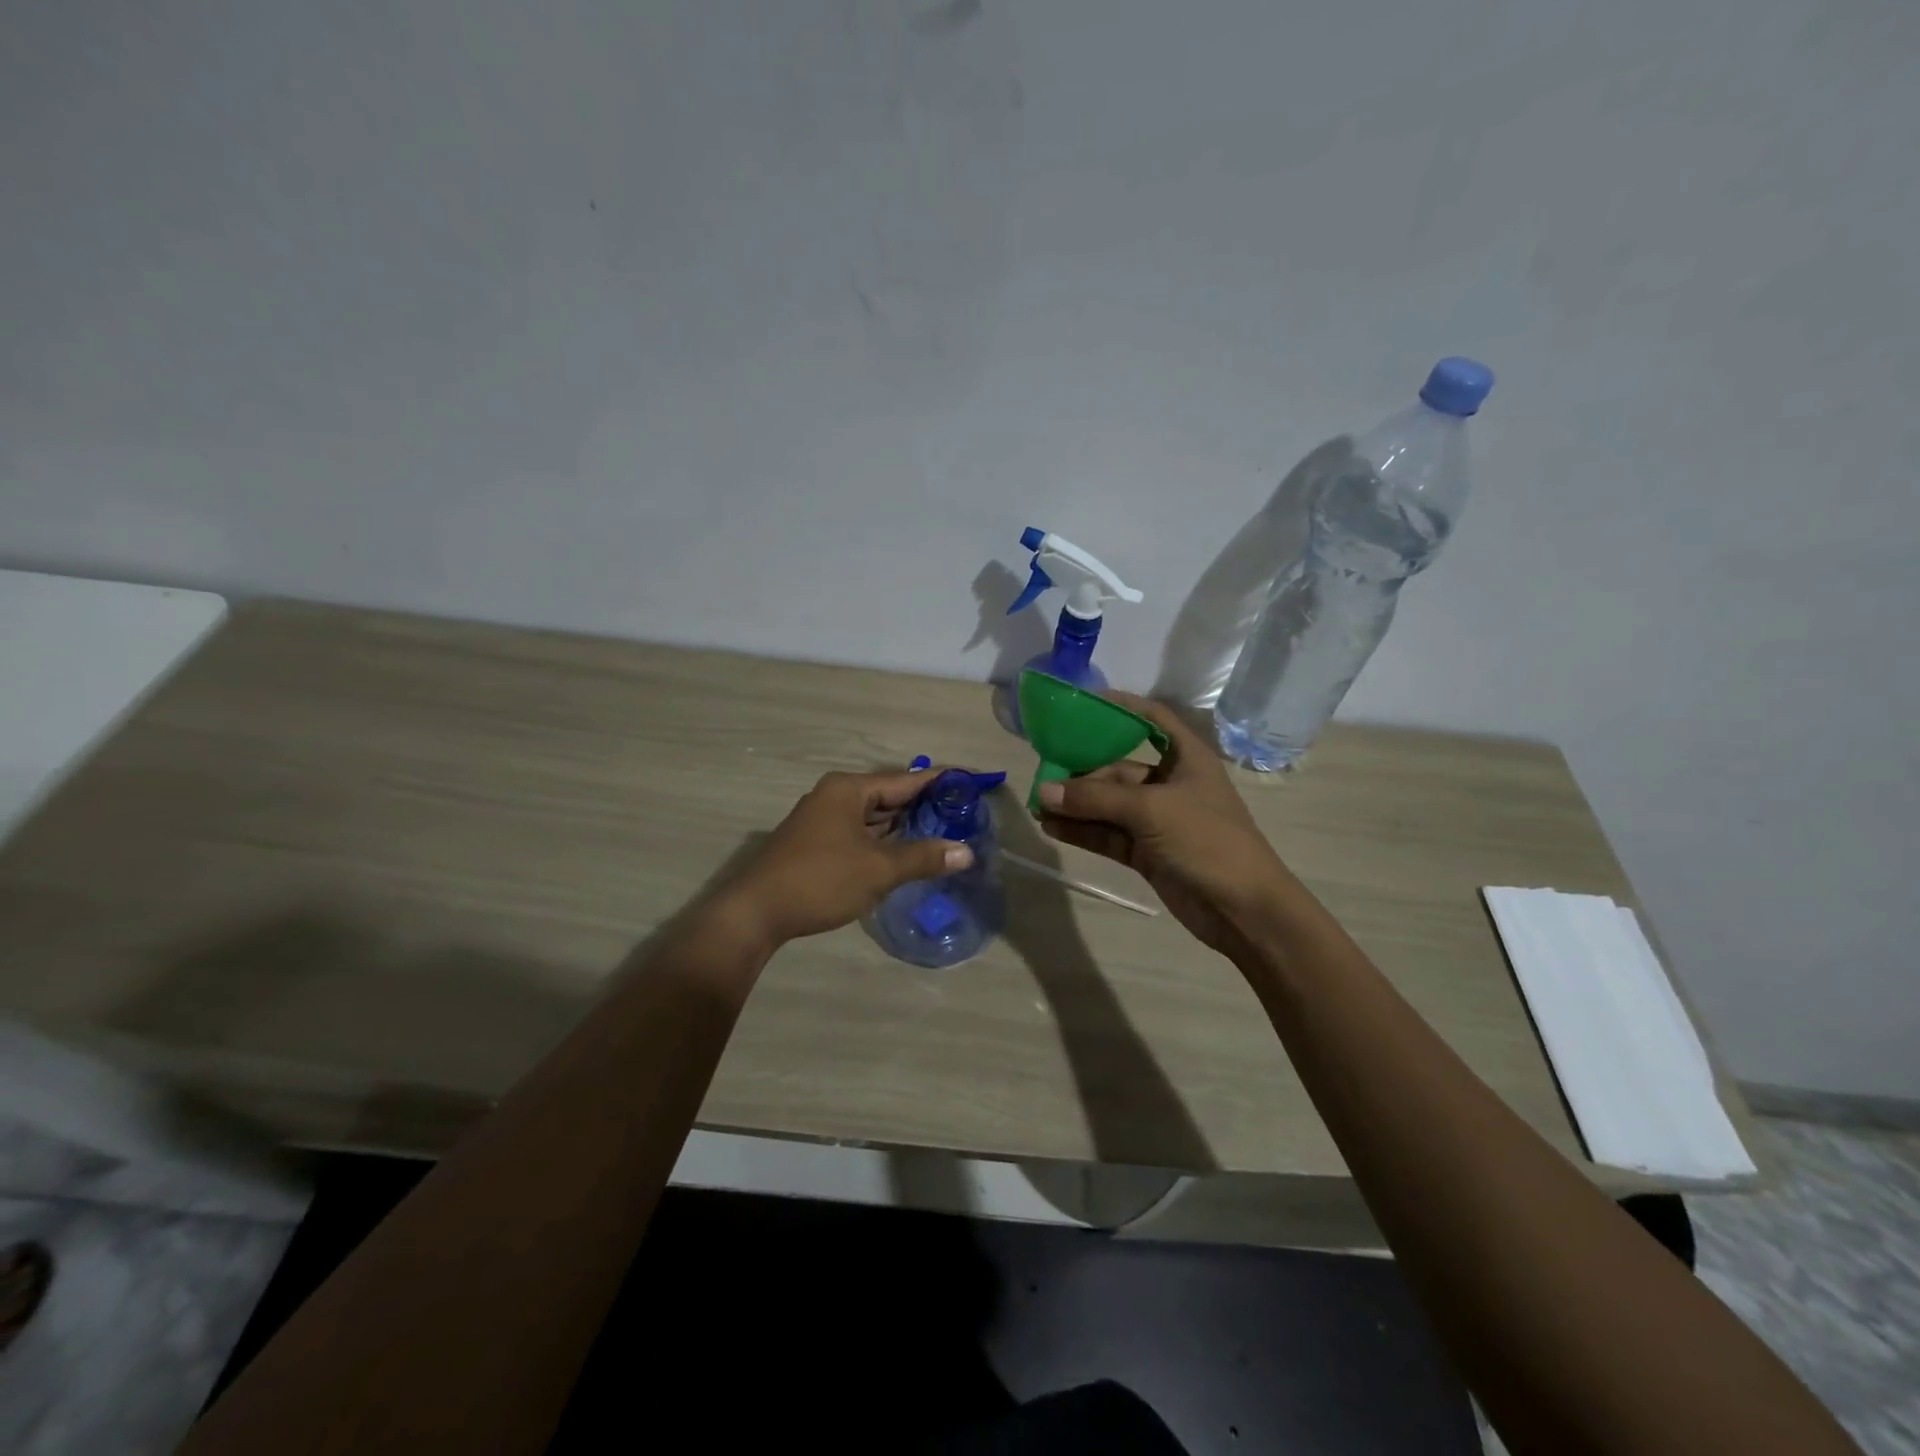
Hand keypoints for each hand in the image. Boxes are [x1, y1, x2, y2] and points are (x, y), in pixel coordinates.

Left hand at [719, 767, 972, 949]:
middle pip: (890, 796)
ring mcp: (823, 820)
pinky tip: (906, 854)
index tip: (972, 782)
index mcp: (849, 789)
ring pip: (874, 818)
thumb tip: (966, 852)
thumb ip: (923, 857)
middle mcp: (835, 796)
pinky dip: (884, 841)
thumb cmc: (820, 880)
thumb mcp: (878, 869)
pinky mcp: (817, 843)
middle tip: (964, 815)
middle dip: (925, 807)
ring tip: (944, 834)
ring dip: (904, 827)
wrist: (756, 912)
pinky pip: (860, 833)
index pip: (906, 780)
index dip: (940, 782)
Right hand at [1036, 694, 1292, 957]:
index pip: (1151, 719)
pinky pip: (1108, 833)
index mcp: (1186, 758)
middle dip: (1082, 771)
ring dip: (1076, 804)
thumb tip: (1044, 791)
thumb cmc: (1207, 841)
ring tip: (1038, 804)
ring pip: (1109, 804)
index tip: (1081, 704)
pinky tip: (1052, 827)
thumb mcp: (1151, 810)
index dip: (1120, 707)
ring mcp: (1158, 820)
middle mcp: (1171, 784)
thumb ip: (1095, 798)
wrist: (1243, 910)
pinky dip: (1082, 830)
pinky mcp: (1147, 852)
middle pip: (1119, 767)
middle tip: (1043, 772)